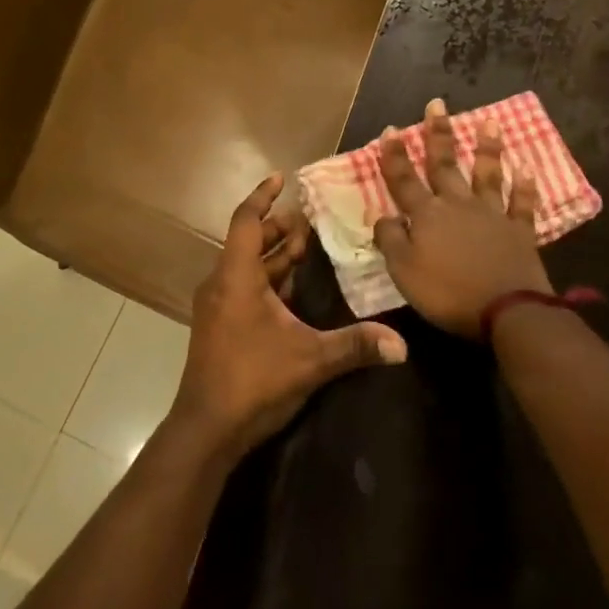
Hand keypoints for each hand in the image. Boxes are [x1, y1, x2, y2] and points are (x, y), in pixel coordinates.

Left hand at [168, 173, 408, 465]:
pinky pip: (243, 286)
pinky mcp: (219, 326)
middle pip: (248, 241)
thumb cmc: (252, 380)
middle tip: (310, 221)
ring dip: (274, 254)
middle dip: (278, 228)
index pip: (246, 220)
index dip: (263, 197)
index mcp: (236, 277)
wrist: (206, 430)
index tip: (281, 178)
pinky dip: (267, 278)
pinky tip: (292, 288)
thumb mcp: (310, 360)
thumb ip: (355, 346)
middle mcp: (222, 283)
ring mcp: (217, 306)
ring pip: (246, 266)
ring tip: (306, 246)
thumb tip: (402, 345)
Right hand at [374, 98, 550, 338]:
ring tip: (489, 122)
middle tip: (438, 104)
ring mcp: (491, 215)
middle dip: (439, 134)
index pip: (404, 179)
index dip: (395, 155)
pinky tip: (527, 169)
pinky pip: (521, 204)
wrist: (506, 311)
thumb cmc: (447, 292)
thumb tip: (382, 215)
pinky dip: (525, 187)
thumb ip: (390, 240)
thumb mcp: (404, 271)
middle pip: (445, 165)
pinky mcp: (519, 231)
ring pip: (487, 174)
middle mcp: (457, 205)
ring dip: (487, 148)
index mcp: (426, 215)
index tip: (391, 129)